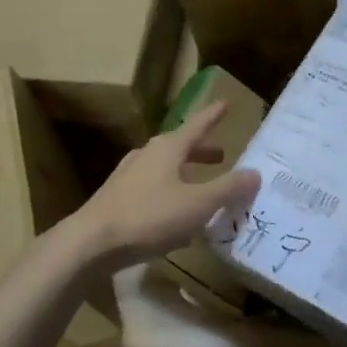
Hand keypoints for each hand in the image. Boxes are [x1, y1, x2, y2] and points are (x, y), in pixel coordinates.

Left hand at [70, 101, 260, 267]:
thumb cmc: (149, 217)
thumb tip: (255, 173)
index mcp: (167, 148)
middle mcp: (147, 155)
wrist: (91, 242)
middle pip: (179, 146)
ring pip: (164, 167)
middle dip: (201, 150)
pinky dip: (169, 191)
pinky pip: (151, 187)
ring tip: (200, 184)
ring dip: (185, 172)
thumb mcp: (198, 204)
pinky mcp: (117, 198)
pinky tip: (174, 213)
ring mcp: (128, 176)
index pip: (197, 125)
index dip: (213, 116)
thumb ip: (228, 189)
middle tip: (221, 155)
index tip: (225, 103)